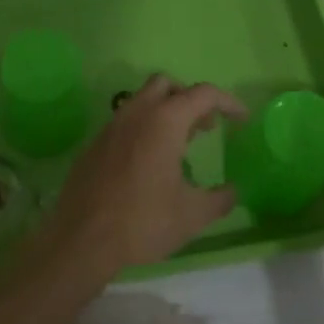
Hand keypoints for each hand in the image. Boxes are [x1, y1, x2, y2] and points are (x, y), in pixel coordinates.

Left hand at [46, 75, 245, 276]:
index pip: (203, 94)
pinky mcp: (95, 143)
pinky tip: (149, 162)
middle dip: (190, 99)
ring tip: (180, 146)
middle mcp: (136, 113)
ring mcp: (111, 126)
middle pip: (166, 85)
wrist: (82, 237)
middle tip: (205, 128)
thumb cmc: (143, 221)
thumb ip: (219, 199)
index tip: (242, 119)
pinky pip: (125, 122)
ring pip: (142, 100)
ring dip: (165, 112)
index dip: (228, 102)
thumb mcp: (192, 215)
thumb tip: (233, 190)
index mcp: (164, 121)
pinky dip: (144, 129)